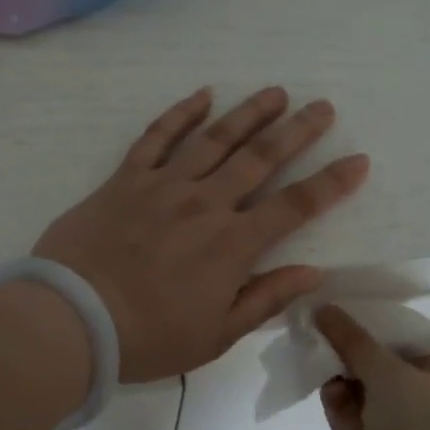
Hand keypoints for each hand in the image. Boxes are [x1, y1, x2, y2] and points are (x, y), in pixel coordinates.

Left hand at [33, 87, 368, 382]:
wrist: (71, 320)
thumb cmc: (148, 337)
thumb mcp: (216, 335)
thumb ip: (266, 298)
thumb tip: (314, 272)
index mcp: (232, 245)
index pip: (295, 206)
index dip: (330, 183)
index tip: (357, 160)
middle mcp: (205, 204)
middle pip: (260, 158)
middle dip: (297, 131)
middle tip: (322, 107)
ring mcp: (164, 186)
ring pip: (215, 138)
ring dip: (249, 112)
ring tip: (276, 92)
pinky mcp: (125, 179)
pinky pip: (156, 137)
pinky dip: (181, 114)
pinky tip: (203, 94)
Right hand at [315, 305, 429, 429]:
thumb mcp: (390, 372)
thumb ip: (354, 339)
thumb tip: (324, 307)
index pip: (407, 342)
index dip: (377, 323)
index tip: (344, 301)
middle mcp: (417, 400)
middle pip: (378, 363)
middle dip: (351, 345)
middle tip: (318, 318)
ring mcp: (389, 426)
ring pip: (357, 387)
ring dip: (337, 369)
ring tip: (312, 344)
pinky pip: (343, 410)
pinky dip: (332, 396)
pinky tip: (321, 382)